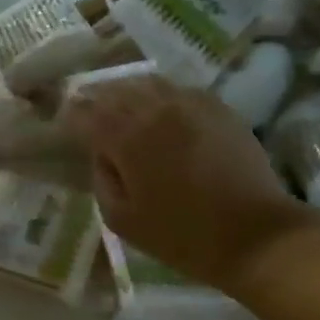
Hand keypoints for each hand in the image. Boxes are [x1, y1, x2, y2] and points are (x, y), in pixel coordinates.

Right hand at [64, 75, 312, 294]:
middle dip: (98, 97)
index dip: (72, 115)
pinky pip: (180, 90)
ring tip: (122, 104)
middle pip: (116, 90)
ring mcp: (190, 104)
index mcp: (126, 137)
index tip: (66, 121)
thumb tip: (102, 154)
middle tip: (88, 107)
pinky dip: (162, 95)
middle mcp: (155, 109)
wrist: (253, 235)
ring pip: (149, 83)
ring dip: (129, 91)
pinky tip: (162, 110)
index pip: (87, 112)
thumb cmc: (181, 235)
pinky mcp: (218, 108)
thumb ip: (102, 179)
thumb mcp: (122, 219)